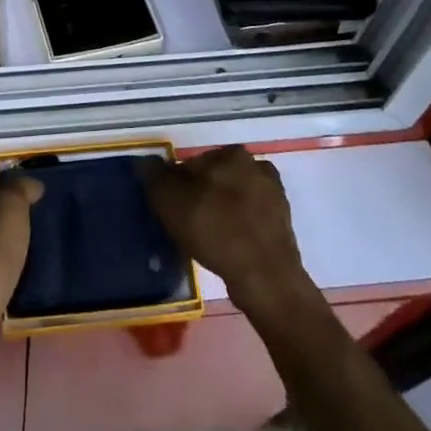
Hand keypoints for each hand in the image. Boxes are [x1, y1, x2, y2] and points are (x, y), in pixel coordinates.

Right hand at [142, 147, 318, 322]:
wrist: (265, 277)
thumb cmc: (214, 229)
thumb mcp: (169, 200)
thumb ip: (154, 176)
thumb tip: (146, 162)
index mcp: (231, 153)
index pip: (192, 164)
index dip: (177, 186)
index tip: (172, 209)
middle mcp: (257, 166)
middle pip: (215, 179)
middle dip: (202, 196)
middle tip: (188, 224)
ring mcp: (275, 196)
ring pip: (234, 199)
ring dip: (221, 213)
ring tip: (208, 240)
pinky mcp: (284, 224)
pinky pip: (250, 220)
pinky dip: (238, 229)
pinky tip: (228, 248)